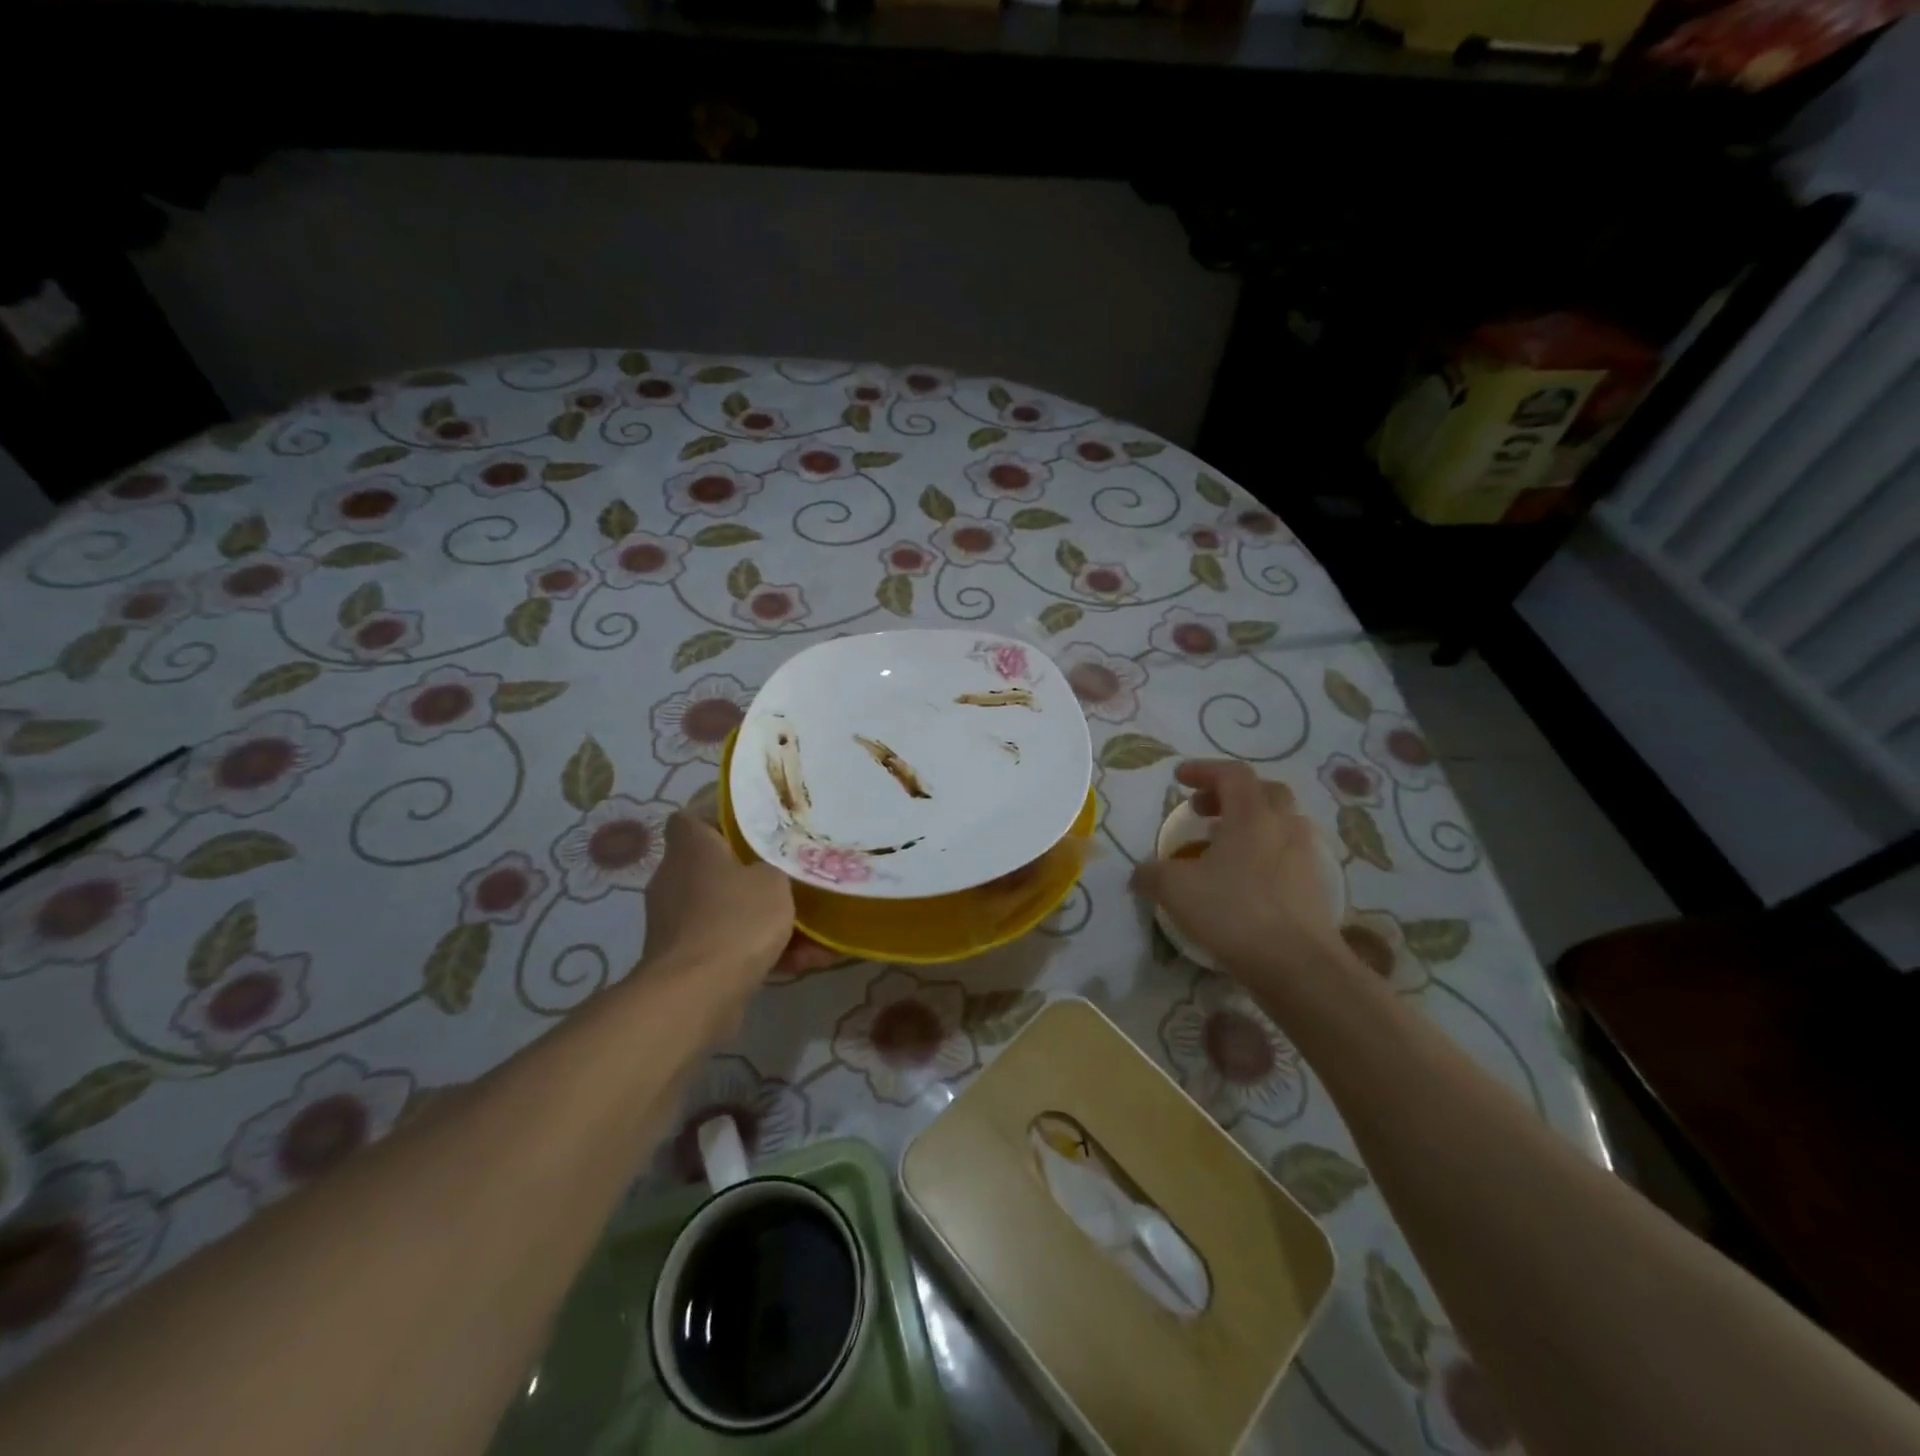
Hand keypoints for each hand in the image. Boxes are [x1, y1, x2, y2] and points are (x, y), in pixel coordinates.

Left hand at [642, 813, 795, 1009]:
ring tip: (814, 931)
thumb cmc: (735, 919)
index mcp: (690, 849)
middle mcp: (675, 881)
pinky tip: (804, 962)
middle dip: (753, 875)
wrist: (696, 994)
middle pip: (715, 867)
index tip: (754, 826)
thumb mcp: (774, 879)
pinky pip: (729, 946)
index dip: (719, 818)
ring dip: (765, 921)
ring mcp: (676, 924)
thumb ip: (776, 866)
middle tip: (791, 874)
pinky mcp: (685, 961)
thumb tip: (770, 870)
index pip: (691, 819)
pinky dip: (761, 952)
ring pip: (728, 911)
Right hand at [1130, 761, 1350, 984]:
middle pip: (1262, 791)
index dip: (1204, 770)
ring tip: (1221, 846)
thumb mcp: (1176, 890)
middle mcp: (1283, 826)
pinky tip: (1242, 879)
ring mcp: (1304, 855)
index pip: (1232, 774)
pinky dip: (1263, 852)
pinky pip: (1286, 852)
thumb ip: (1152, 874)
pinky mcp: (1313, 885)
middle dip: (1229, 794)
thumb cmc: (1234, 913)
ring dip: (1249, 823)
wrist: (1298, 965)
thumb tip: (1140, 873)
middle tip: (1202, 810)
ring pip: (1278, 822)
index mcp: (1252, 814)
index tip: (1179, 779)